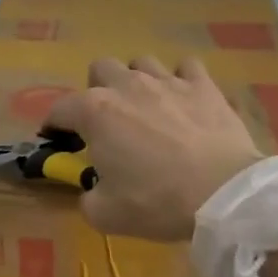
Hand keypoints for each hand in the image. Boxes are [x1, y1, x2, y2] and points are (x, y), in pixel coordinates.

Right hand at [44, 57, 264, 241]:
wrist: (223, 194)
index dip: (54, 125)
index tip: (58, 140)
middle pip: (100, 68)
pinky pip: (186, 67)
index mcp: (94, 112)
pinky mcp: (203, 85)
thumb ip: (87, 197)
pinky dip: (181, 79)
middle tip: (108, 120)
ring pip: (141, 62)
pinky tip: (184, 99)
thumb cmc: (156, 202)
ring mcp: (167, 81)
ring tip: (147, 106)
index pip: (59, 109)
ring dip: (137, 80)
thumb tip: (91, 190)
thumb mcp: (106, 214)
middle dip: (97, 89)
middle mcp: (126, 86)